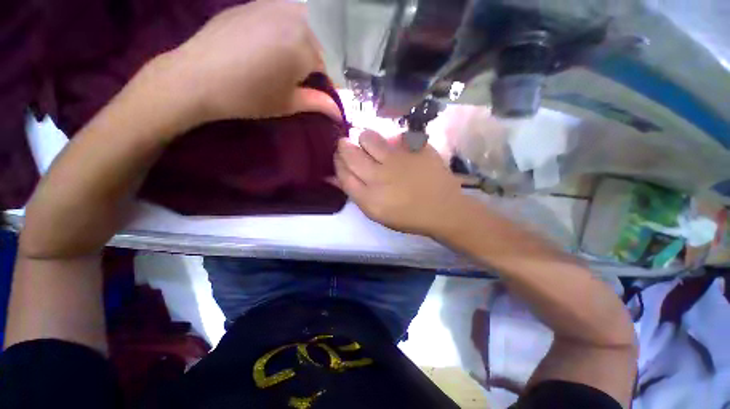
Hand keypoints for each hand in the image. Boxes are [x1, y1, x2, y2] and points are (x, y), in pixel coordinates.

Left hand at [159, 0, 340, 124]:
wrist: (196, 78)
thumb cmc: (249, 96)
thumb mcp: (288, 103)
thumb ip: (318, 103)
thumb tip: (339, 114)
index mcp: (304, 46)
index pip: (333, 63)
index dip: (336, 80)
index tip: (333, 92)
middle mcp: (294, 17)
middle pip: (325, 37)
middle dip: (328, 58)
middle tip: (321, 76)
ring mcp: (273, 4)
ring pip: (309, 19)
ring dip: (313, 40)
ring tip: (304, 60)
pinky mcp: (256, 3)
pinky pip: (287, 10)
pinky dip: (295, 26)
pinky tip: (284, 42)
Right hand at [335, 130, 465, 236]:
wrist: (442, 209)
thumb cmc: (407, 216)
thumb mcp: (376, 213)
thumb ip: (355, 193)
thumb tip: (333, 176)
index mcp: (368, 198)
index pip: (342, 173)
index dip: (337, 162)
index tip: (339, 158)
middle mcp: (379, 176)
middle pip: (349, 153)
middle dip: (344, 146)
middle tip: (348, 146)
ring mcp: (397, 160)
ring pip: (368, 137)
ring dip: (364, 139)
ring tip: (371, 145)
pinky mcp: (414, 148)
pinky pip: (393, 136)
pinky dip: (390, 140)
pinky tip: (396, 148)